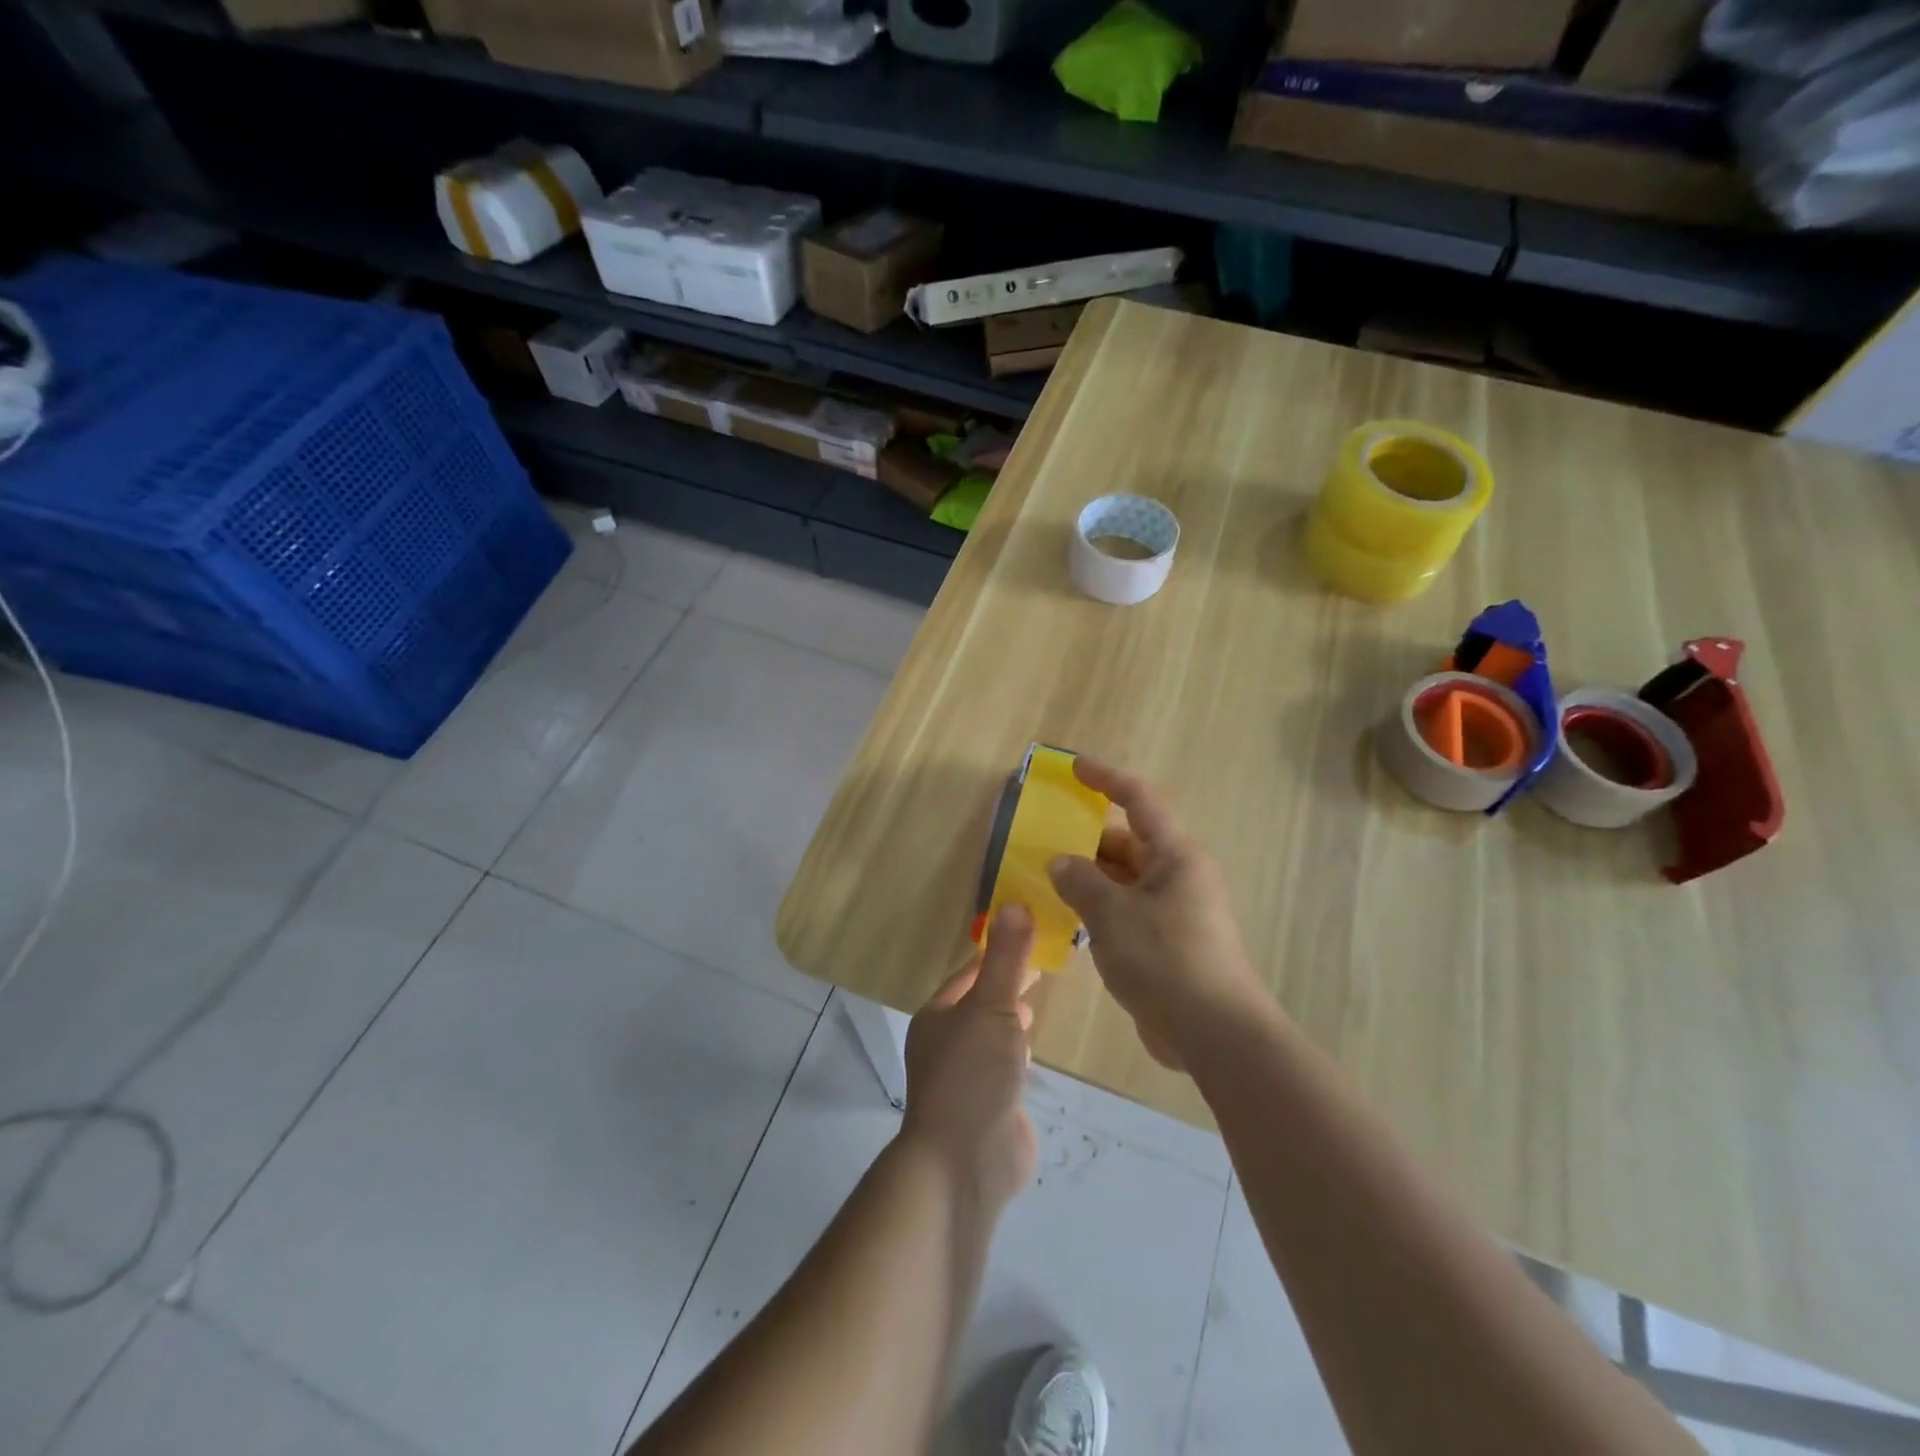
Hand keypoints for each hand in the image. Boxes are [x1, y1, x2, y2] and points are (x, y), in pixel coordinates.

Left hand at [899, 905, 1039, 1209]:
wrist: (964, 1163)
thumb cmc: (972, 1074)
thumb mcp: (991, 1006)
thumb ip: (1007, 958)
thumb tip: (1014, 902)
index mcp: (938, 1017)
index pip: (968, 974)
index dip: (996, 953)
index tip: (1028, 935)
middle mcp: (946, 1044)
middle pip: (979, 1004)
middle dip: (1005, 986)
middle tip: (1043, 967)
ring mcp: (966, 1079)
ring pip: (990, 1037)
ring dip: (1009, 1021)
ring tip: (1037, 1004)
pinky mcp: (988, 1109)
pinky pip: (1004, 1070)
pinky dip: (1017, 1055)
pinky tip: (1034, 1053)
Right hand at [1047, 759, 1266, 1069]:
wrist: (1215, 1034)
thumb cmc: (1166, 961)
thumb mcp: (1113, 916)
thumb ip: (1081, 882)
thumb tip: (1061, 862)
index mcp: (1175, 856)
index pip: (1139, 799)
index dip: (1106, 778)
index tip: (1074, 768)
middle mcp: (1177, 875)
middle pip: (1129, 842)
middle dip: (1087, 839)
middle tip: (1044, 840)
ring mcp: (1174, 911)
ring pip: (1125, 880)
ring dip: (1090, 878)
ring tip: (1046, 880)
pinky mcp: (1167, 943)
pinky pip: (1127, 911)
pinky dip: (1099, 909)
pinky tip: (1068, 921)